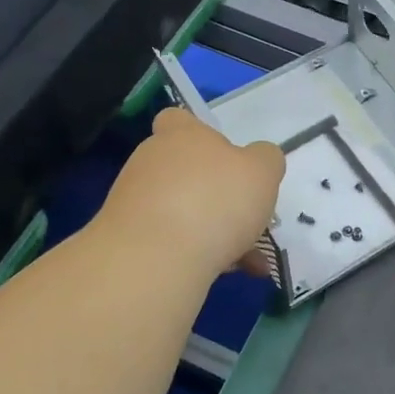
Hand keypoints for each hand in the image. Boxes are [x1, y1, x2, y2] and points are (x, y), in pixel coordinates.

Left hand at [98, 108, 285, 278]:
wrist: (154, 259)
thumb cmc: (215, 200)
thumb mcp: (262, 171)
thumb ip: (266, 159)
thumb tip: (258, 160)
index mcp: (182, 136)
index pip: (177, 119)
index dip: (198, 133)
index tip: (223, 157)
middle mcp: (152, 162)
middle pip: (186, 171)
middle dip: (217, 195)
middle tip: (248, 219)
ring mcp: (134, 202)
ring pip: (183, 212)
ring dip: (214, 232)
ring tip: (249, 260)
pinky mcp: (128, 241)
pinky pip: (172, 243)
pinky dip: (199, 255)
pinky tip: (226, 274)